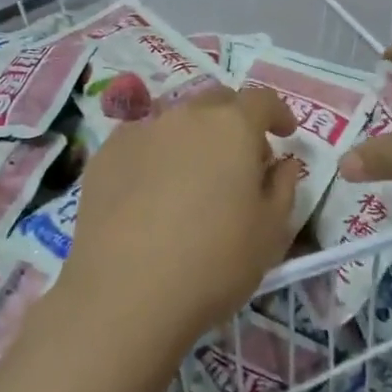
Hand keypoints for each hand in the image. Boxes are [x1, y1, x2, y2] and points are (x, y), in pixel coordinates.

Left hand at [60, 87, 298, 355]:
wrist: (125, 292)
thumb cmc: (214, 261)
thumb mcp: (271, 232)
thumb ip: (283, 186)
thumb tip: (282, 162)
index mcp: (232, 126)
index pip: (262, 99)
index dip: (278, 112)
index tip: (285, 133)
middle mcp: (186, 114)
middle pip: (217, 102)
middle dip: (235, 121)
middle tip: (241, 160)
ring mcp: (141, 129)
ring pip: (176, 119)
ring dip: (193, 137)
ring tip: (193, 177)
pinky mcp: (106, 153)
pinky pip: (141, 140)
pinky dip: (155, 154)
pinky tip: (151, 192)